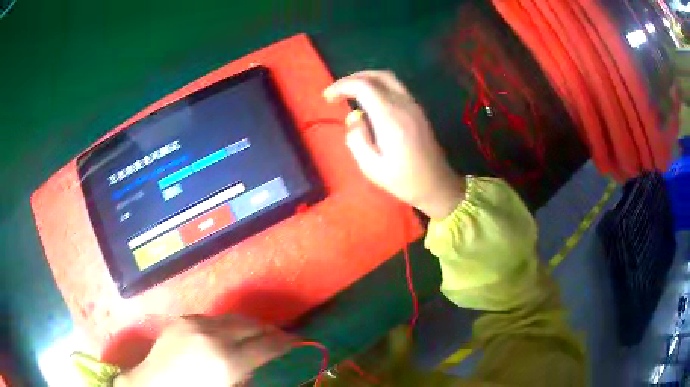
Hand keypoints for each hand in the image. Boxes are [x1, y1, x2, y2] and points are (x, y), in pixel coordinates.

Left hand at [114, 315, 292, 386]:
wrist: (153, 384)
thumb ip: (249, 375)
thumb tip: (263, 363)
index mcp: (227, 360)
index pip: (266, 345)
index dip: (285, 343)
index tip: (296, 342)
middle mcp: (213, 336)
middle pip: (252, 326)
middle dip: (270, 331)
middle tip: (282, 337)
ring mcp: (196, 323)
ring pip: (234, 318)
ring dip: (251, 325)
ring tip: (259, 333)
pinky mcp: (184, 319)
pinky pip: (214, 319)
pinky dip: (228, 325)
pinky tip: (230, 333)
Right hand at [324, 70, 464, 218]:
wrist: (437, 185)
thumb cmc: (404, 181)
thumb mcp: (372, 168)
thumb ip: (357, 139)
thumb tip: (354, 118)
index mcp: (390, 118)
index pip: (363, 86)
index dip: (342, 85)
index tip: (327, 97)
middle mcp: (404, 105)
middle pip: (377, 75)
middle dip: (353, 77)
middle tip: (337, 91)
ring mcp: (413, 106)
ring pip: (388, 78)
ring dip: (366, 79)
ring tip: (349, 93)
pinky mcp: (417, 111)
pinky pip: (396, 88)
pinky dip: (377, 86)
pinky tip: (368, 101)